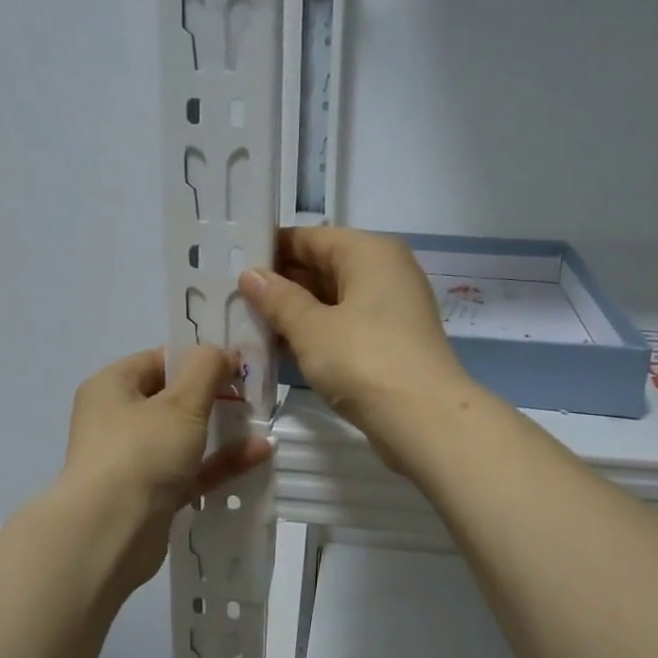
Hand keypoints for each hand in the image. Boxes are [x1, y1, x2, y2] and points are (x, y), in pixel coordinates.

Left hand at [61, 347, 272, 591]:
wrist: (110, 533)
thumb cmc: (141, 452)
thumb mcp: (181, 402)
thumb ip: (206, 369)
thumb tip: (221, 351)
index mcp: (112, 387)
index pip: (158, 360)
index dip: (198, 358)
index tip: (239, 362)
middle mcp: (116, 420)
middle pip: (172, 399)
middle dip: (214, 396)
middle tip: (255, 393)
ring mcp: (133, 460)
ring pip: (183, 437)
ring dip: (222, 430)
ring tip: (262, 423)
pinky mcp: (150, 495)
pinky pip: (190, 471)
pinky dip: (219, 462)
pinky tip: (259, 454)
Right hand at [238, 228, 474, 462]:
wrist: (425, 419)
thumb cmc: (363, 360)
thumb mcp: (311, 328)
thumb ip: (278, 299)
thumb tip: (250, 275)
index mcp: (369, 252)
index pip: (310, 237)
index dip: (271, 249)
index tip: (233, 263)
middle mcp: (385, 271)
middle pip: (323, 266)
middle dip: (281, 283)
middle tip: (232, 296)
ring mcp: (391, 308)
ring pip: (333, 299)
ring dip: (295, 312)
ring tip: (247, 322)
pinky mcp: (391, 342)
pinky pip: (345, 325)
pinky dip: (316, 333)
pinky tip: (280, 348)